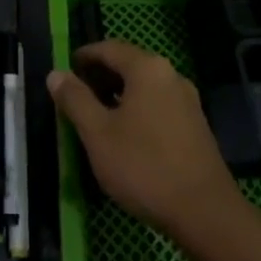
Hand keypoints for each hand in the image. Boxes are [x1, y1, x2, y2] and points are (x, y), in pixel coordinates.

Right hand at [48, 39, 241, 243]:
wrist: (205, 212)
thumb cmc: (144, 166)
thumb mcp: (98, 134)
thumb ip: (75, 100)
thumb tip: (56, 74)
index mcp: (147, 69)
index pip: (108, 48)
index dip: (84, 56)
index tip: (65, 70)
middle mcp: (170, 75)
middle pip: (128, 64)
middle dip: (100, 76)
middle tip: (76, 96)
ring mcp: (187, 100)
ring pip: (144, 87)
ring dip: (118, 94)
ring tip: (96, 117)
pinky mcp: (195, 125)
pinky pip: (158, 105)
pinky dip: (137, 109)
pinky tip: (126, 136)